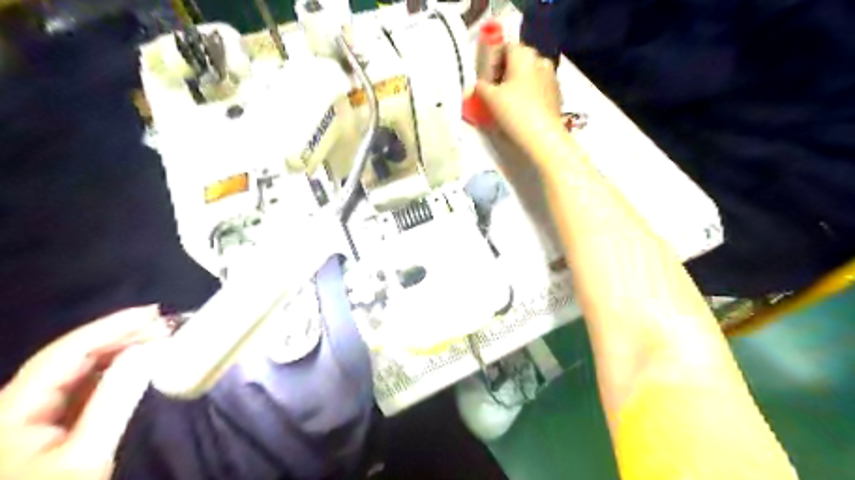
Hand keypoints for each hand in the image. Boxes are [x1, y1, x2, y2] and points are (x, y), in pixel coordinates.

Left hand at [0, 308, 170, 479]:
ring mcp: (29, 413)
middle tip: (165, 324)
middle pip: (71, 355)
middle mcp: (16, 402)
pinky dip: (114, 369)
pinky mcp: (46, 423)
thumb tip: (148, 351)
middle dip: (119, 335)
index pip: (67, 351)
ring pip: (78, 368)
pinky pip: (83, 384)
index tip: (154, 312)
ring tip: (157, 337)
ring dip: (119, 350)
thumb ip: (115, 400)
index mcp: (13, 407)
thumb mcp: (87, 454)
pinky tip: (138, 362)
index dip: (111, 326)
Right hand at [474, 44, 562, 153]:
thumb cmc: (514, 111)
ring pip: (530, 74)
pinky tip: (521, 109)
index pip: (506, 46)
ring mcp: (552, 77)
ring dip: (518, 82)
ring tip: (507, 101)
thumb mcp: (489, 98)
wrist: (542, 136)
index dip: (493, 59)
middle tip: (494, 88)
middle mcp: (540, 60)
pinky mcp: (557, 95)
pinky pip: (539, 88)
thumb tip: (476, 85)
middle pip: (519, 60)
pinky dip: (529, 93)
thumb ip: (480, 87)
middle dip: (506, 71)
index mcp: (524, 55)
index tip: (486, 75)